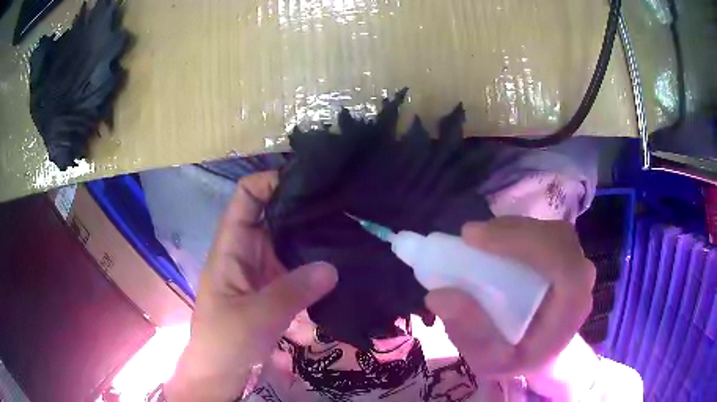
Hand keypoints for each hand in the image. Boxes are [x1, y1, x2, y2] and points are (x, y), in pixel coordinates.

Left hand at [165, 172, 337, 400]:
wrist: (221, 371)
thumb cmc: (226, 340)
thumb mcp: (257, 316)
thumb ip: (293, 291)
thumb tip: (333, 266)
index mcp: (232, 246)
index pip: (247, 195)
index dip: (272, 180)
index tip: (310, 180)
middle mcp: (248, 250)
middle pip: (274, 214)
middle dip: (303, 205)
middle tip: (343, 202)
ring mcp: (263, 269)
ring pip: (289, 240)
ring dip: (314, 234)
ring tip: (350, 225)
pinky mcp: (276, 288)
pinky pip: (298, 266)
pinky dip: (317, 262)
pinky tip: (341, 260)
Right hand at [425, 217, 594, 376]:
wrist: (545, 352)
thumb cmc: (519, 358)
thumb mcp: (488, 359)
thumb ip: (468, 332)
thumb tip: (438, 295)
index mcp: (571, 307)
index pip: (560, 260)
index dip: (521, 241)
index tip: (473, 239)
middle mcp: (581, 278)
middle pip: (554, 237)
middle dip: (512, 232)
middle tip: (469, 237)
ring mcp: (575, 261)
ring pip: (548, 229)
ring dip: (512, 229)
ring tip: (477, 240)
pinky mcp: (564, 253)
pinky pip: (543, 231)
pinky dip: (517, 231)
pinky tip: (494, 241)